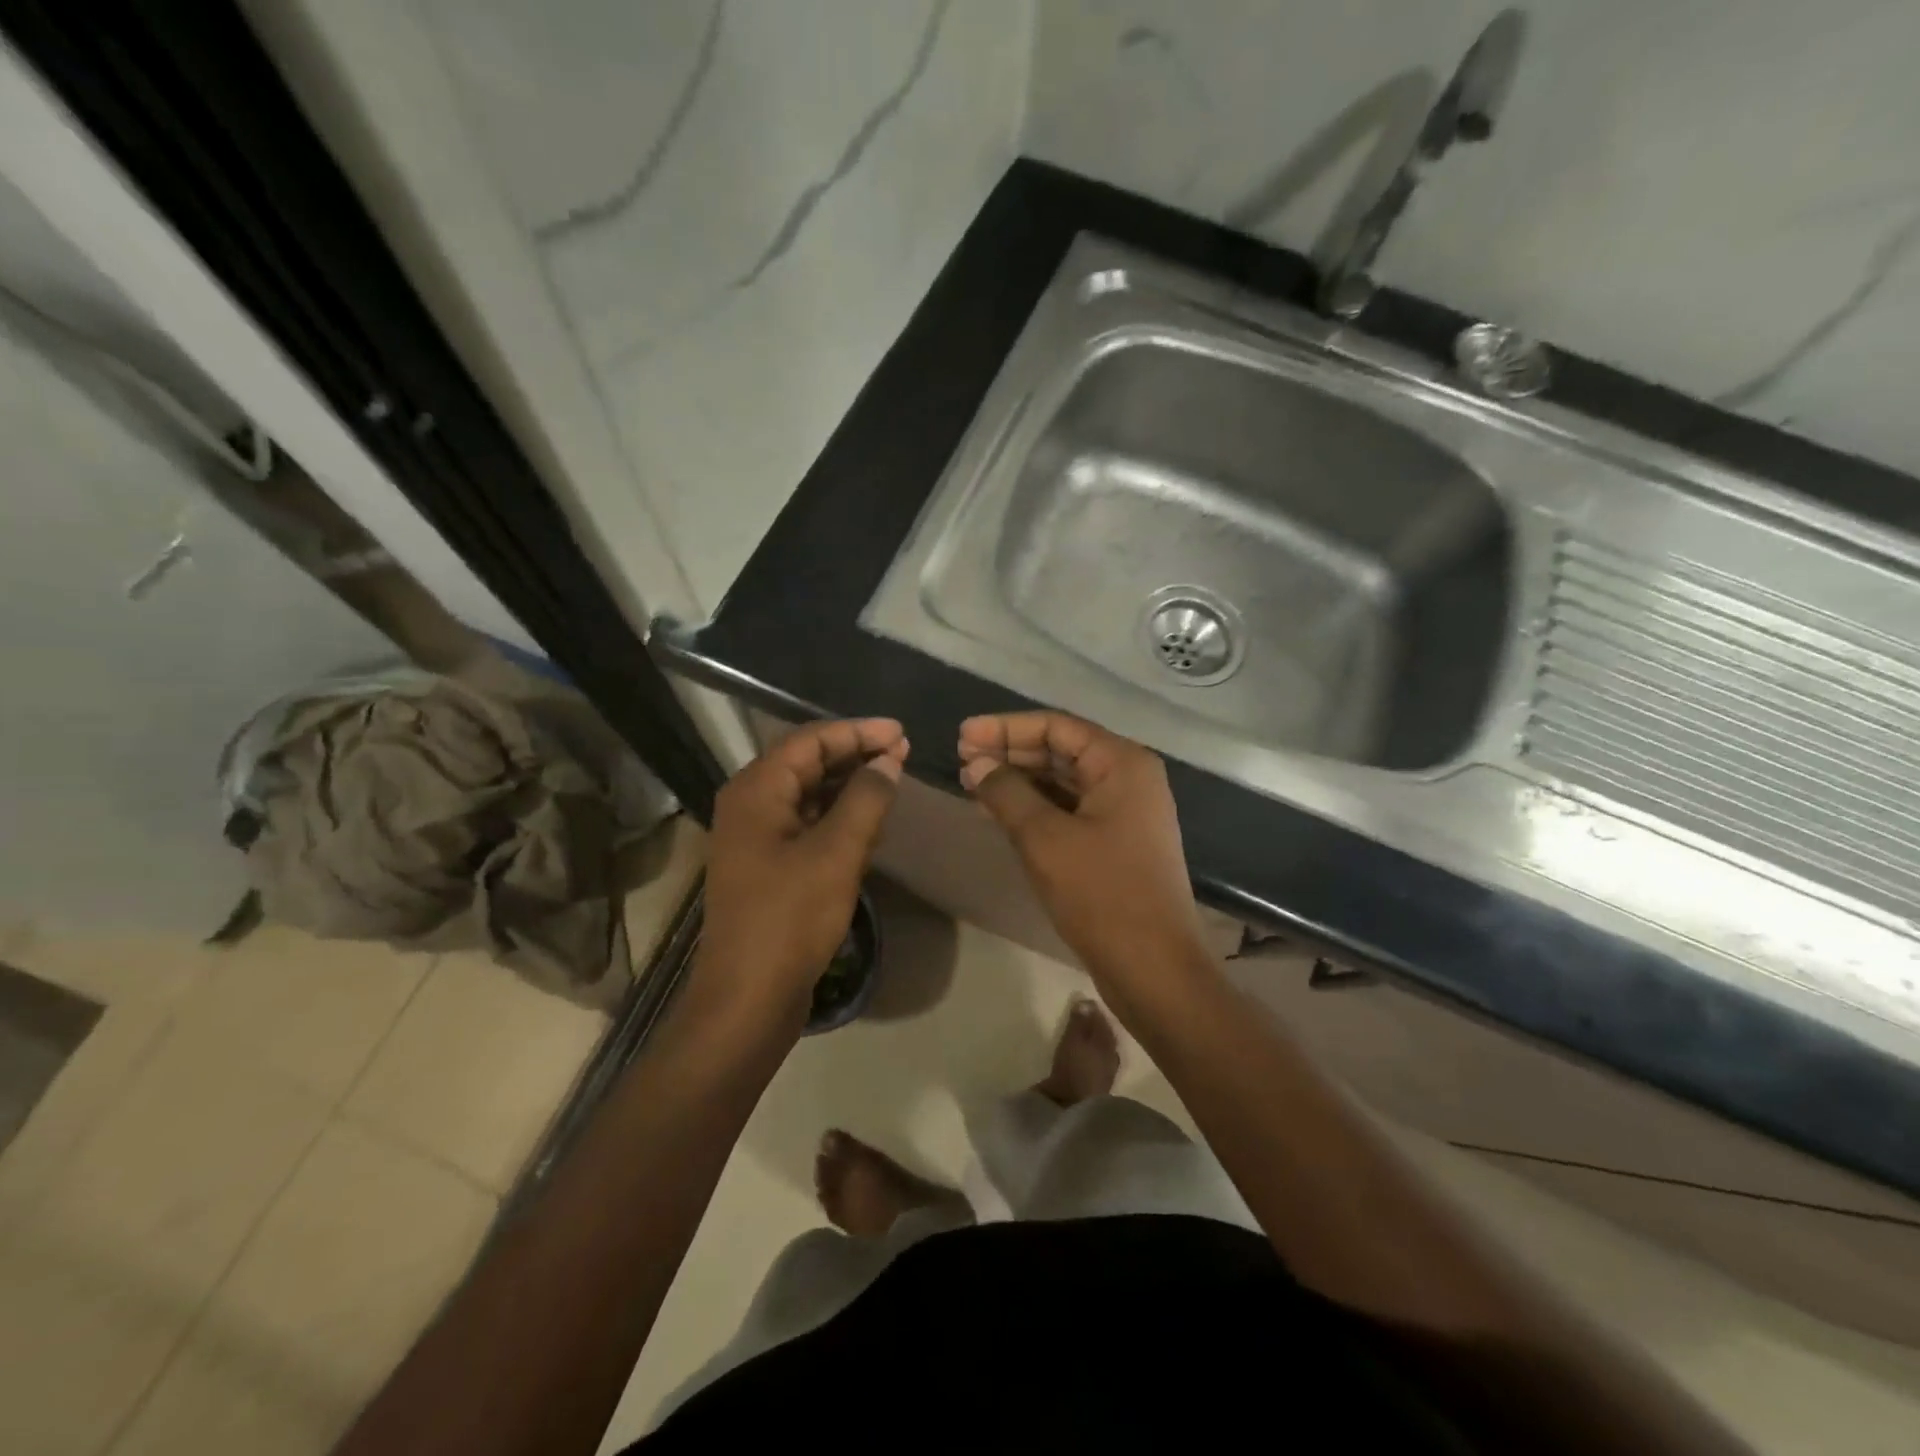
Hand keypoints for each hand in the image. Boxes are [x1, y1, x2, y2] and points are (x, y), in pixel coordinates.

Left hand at [698, 719, 907, 1021]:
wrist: (748, 998)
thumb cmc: (789, 919)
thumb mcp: (836, 853)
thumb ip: (866, 799)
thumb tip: (889, 761)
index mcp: (756, 791)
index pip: (810, 740)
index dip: (857, 731)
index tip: (901, 732)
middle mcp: (750, 804)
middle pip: (806, 762)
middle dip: (855, 754)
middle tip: (903, 753)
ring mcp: (757, 837)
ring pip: (808, 794)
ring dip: (849, 785)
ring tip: (893, 780)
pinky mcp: (768, 866)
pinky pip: (807, 823)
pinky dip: (838, 816)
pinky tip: (869, 821)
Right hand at [958, 712, 1208, 996]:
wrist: (1153, 968)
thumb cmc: (1102, 894)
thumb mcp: (1045, 838)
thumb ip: (1006, 793)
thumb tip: (976, 764)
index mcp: (1121, 763)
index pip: (1056, 727)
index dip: (1005, 728)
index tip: (963, 735)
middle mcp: (1128, 778)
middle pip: (1060, 750)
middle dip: (1010, 752)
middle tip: (961, 758)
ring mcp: (1124, 811)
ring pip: (1063, 781)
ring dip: (1018, 780)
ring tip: (971, 782)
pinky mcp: (1116, 842)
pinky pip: (1069, 809)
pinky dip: (1034, 807)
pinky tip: (998, 811)